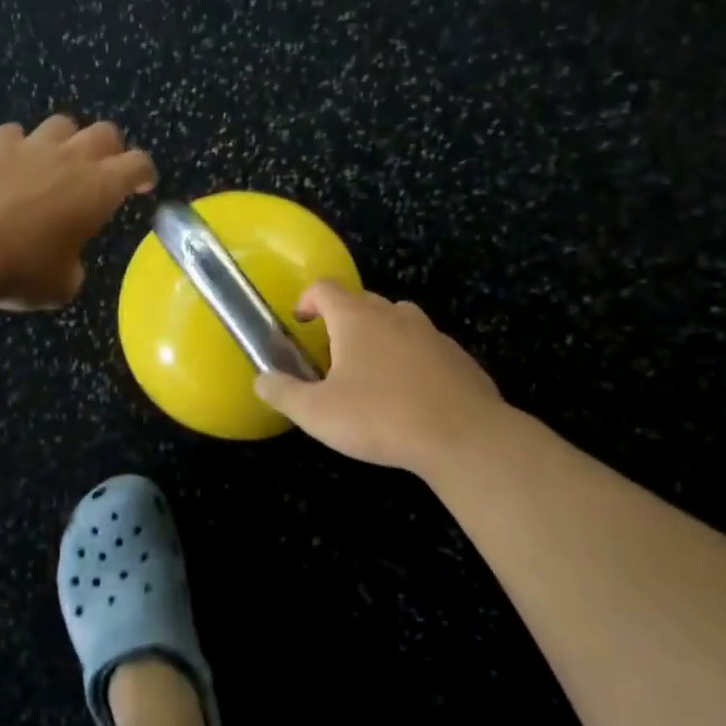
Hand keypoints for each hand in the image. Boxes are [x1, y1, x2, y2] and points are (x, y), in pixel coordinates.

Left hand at [0, 115, 156, 309]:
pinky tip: (4, 167)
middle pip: (104, 132)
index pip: (138, 164)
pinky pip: (11, 134)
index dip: (144, 173)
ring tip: (51, 164)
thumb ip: (73, 268)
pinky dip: (15, 148)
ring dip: (63, 141)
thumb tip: (68, 264)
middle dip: (109, 149)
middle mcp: (69, 157)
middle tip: (100, 172)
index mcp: (98, 188)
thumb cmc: (18, 270)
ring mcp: (27, 145)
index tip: (141, 186)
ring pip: (60, 124)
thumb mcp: (60, 286)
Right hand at [253, 280, 510, 472]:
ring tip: (373, 372)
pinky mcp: (460, 359)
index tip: (301, 322)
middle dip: (344, 320)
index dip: (308, 299)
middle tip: (333, 354)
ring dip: (382, 336)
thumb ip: (284, 393)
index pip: (325, 288)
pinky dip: (414, 360)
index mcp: (357, 319)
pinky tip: (412, 396)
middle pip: (364, 301)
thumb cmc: (380, 417)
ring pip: (400, 321)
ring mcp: (432, 334)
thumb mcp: (317, 413)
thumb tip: (262, 380)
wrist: (463, 437)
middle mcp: (395, 315)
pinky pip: (428, 349)